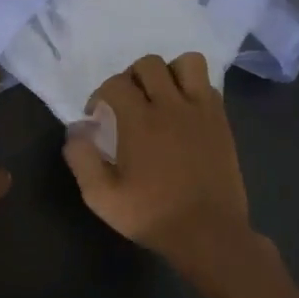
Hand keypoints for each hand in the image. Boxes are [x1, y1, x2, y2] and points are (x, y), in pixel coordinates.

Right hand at [63, 53, 253, 269]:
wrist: (208, 234)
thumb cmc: (152, 215)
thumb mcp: (101, 196)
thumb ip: (82, 158)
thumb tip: (76, 129)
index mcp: (140, 121)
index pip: (115, 83)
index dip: (100, 94)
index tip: (97, 116)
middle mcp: (171, 106)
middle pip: (149, 64)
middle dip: (131, 77)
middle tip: (127, 103)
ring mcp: (202, 111)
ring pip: (187, 63)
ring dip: (169, 73)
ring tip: (161, 96)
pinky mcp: (222, 122)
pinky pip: (209, 86)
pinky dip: (194, 89)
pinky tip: (184, 113)